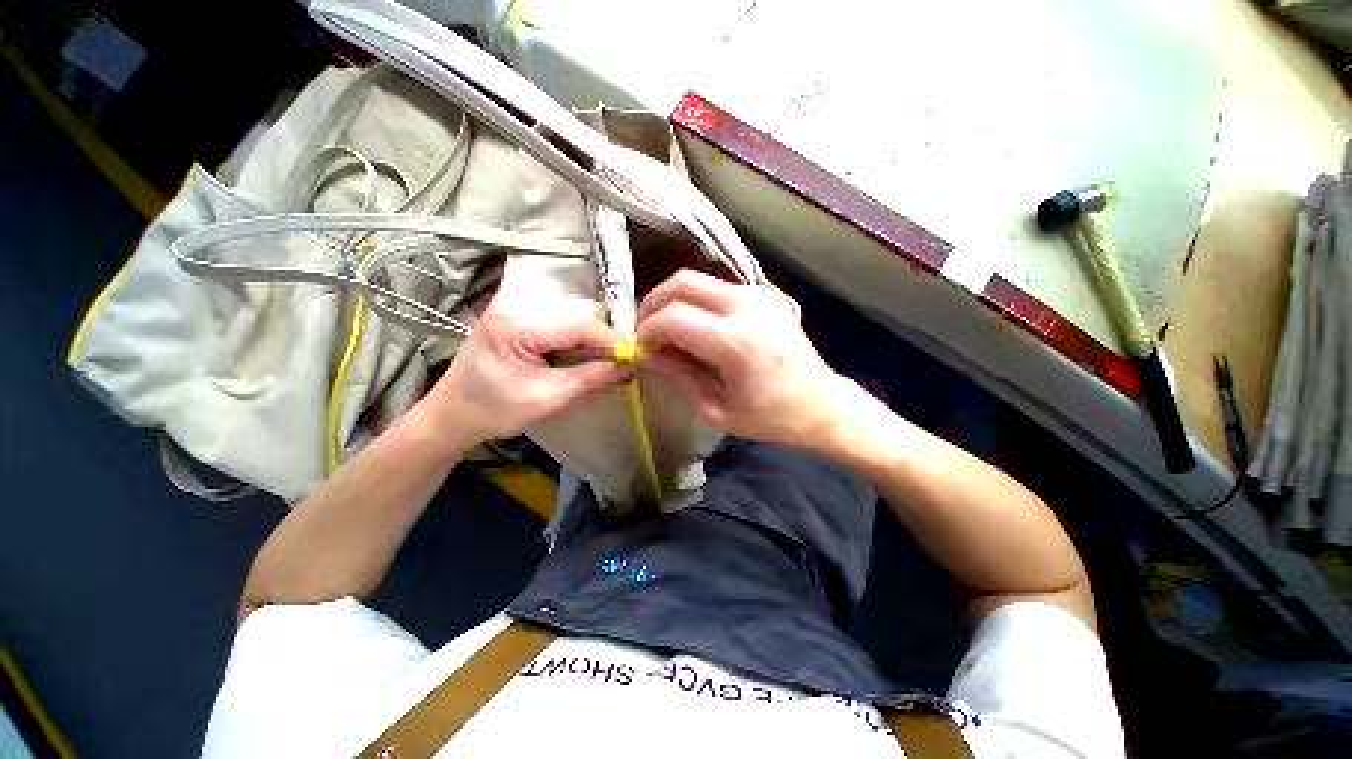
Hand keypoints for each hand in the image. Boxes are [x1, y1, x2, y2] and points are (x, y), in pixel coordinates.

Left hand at [418, 302, 630, 448]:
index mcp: (516, 325)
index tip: (633, 359)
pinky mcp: (514, 323)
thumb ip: (591, 378)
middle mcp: (514, 309)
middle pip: (573, 318)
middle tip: (623, 361)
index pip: (577, 325)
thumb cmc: (493, 411)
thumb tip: (629, 369)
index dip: (610, 341)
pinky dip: (574, 342)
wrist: (449, 418)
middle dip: (602, 341)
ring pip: (567, 321)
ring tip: (609, 360)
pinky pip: (555, 327)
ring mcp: (512, 313)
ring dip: (590, 341)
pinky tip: (585, 357)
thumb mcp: (547, 397)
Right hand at [637, 270, 849, 448]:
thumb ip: (677, 376)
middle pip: (681, 283)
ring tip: (669, 331)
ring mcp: (758, 294)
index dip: (648, 331)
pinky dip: (695, 301)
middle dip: (654, 304)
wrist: (822, 404)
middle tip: (648, 332)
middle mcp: (746, 306)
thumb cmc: (770, 417)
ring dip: (674, 300)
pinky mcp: (764, 293)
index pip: (672, 318)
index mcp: (735, 342)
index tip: (642, 349)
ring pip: (697, 279)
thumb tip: (645, 354)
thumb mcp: (716, 410)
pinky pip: (716, 287)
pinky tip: (696, 327)